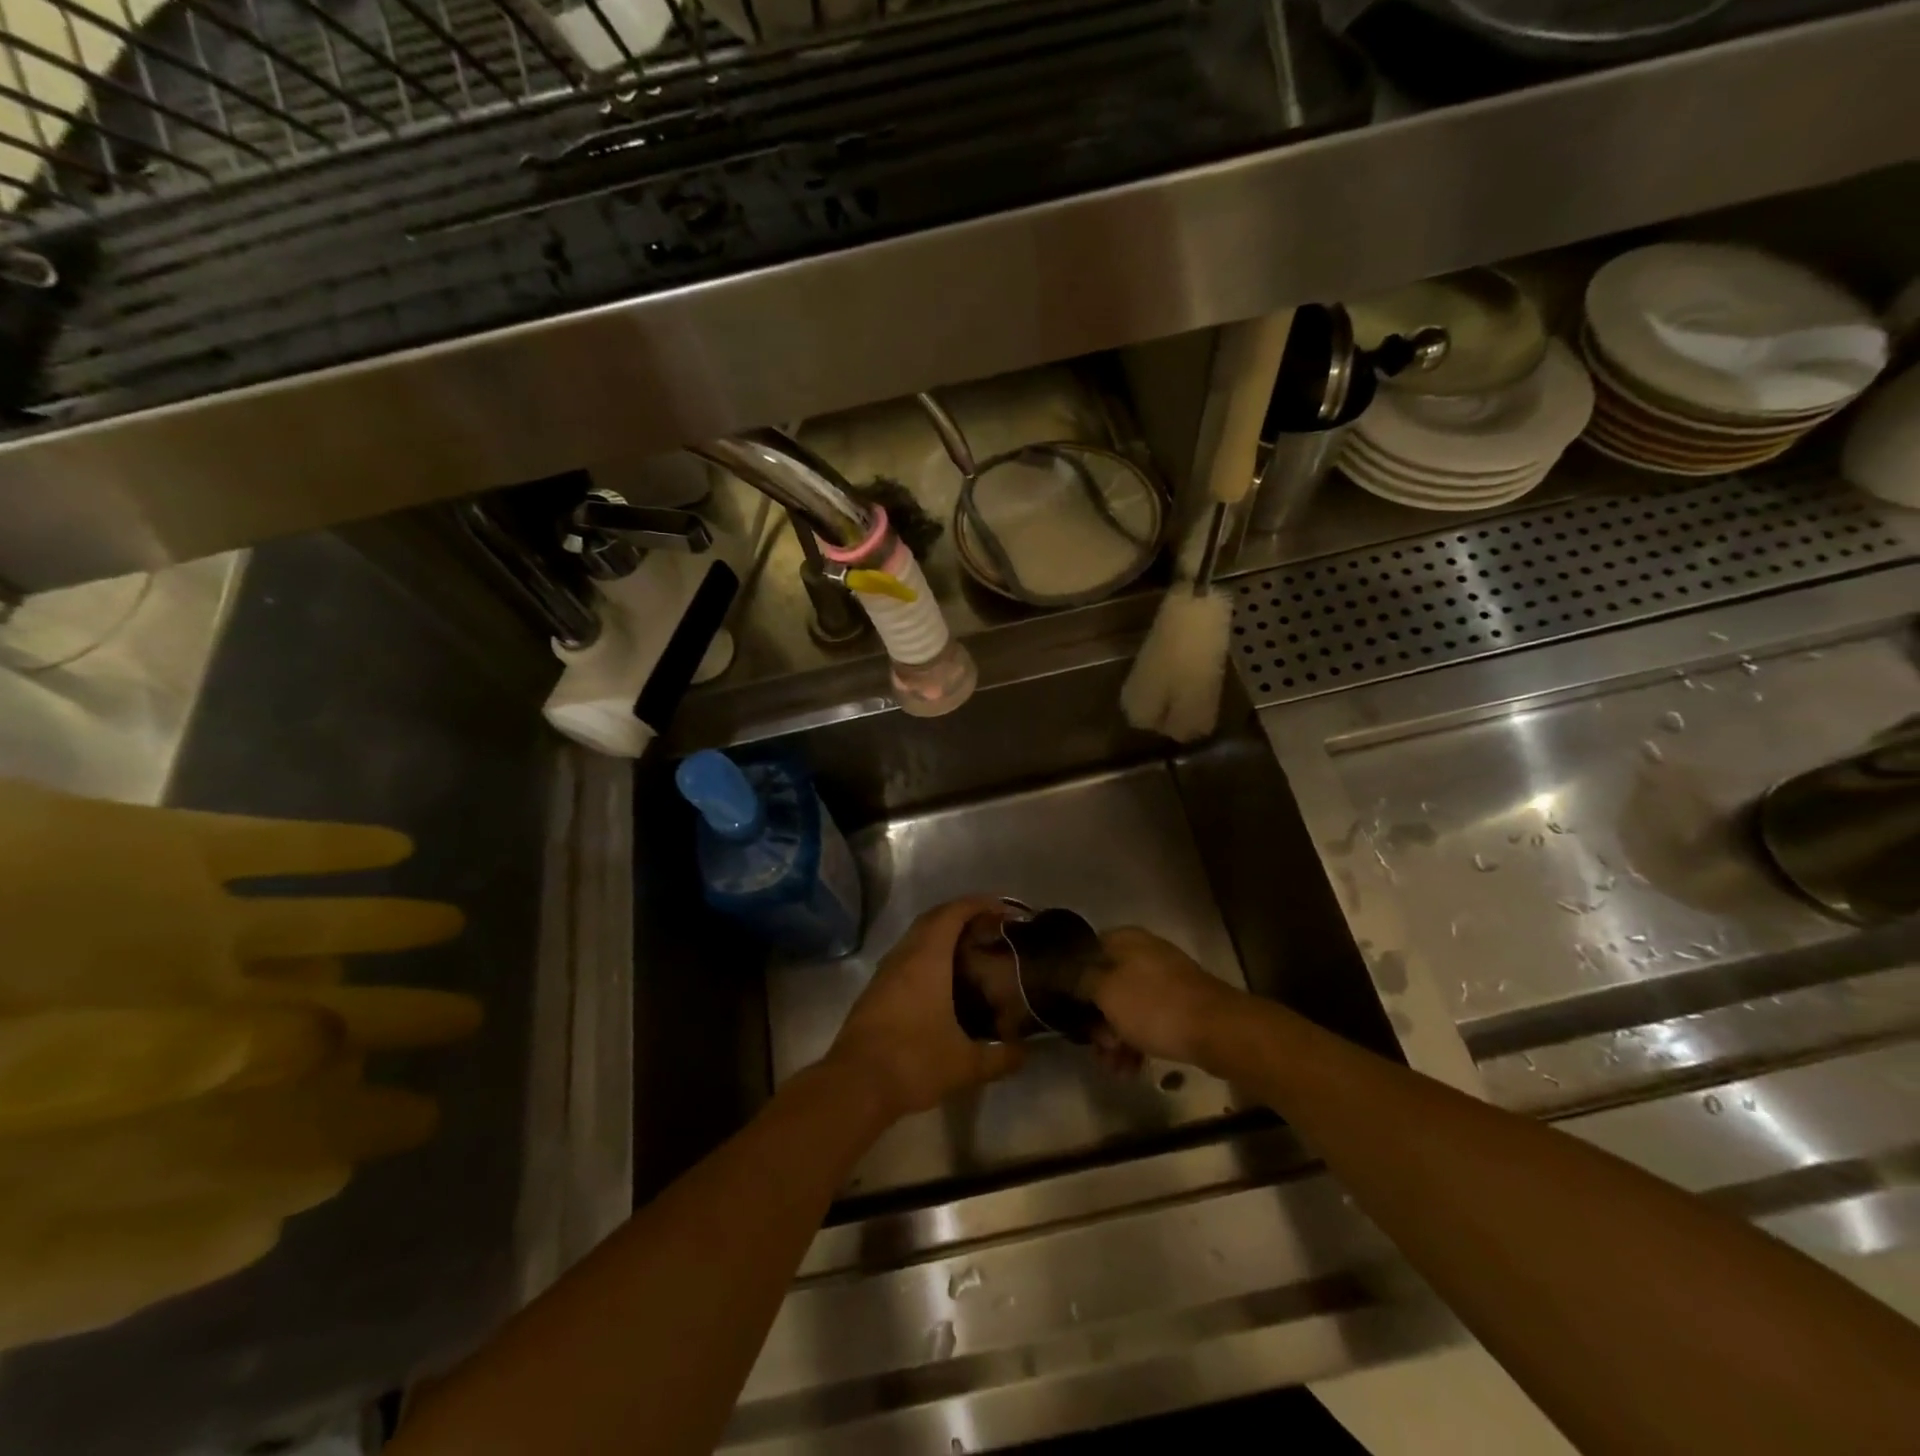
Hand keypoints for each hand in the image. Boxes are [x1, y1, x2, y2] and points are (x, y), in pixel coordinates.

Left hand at [825, 898, 1023, 1118]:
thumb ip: (1001, 1057)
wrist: (855, 1085)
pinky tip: (941, 982)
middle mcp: (904, 955)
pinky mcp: (874, 991)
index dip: (979, 904)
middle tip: (990, 928)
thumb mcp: (966, 1064)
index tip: (1003, 909)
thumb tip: (1026, 1052)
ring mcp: (885, 972)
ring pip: (915, 938)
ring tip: (970, 951)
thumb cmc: (914, 1061)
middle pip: (933, 919)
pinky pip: (905, 958)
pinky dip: (926, 956)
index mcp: (927, 958)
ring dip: (941, 935)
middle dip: (961, 916)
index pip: (953, 913)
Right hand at [1083, 927, 1242, 1070]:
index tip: (1067, 1008)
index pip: (1087, 952)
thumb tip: (1066, 973)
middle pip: (1107, 984)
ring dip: (1115, 1038)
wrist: (1219, 1031)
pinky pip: (1149, 1022)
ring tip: (1114, 1068)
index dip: (1073, 979)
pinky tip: (1131, 1068)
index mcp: (1125, 941)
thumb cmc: (1155, 1006)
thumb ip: (1081, 980)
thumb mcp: (1107, 992)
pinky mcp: (1181, 1007)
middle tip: (1097, 1047)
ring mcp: (1165, 981)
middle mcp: (1144, 955)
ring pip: (1128, 1008)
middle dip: (1097, 1020)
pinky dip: (1137, 1042)